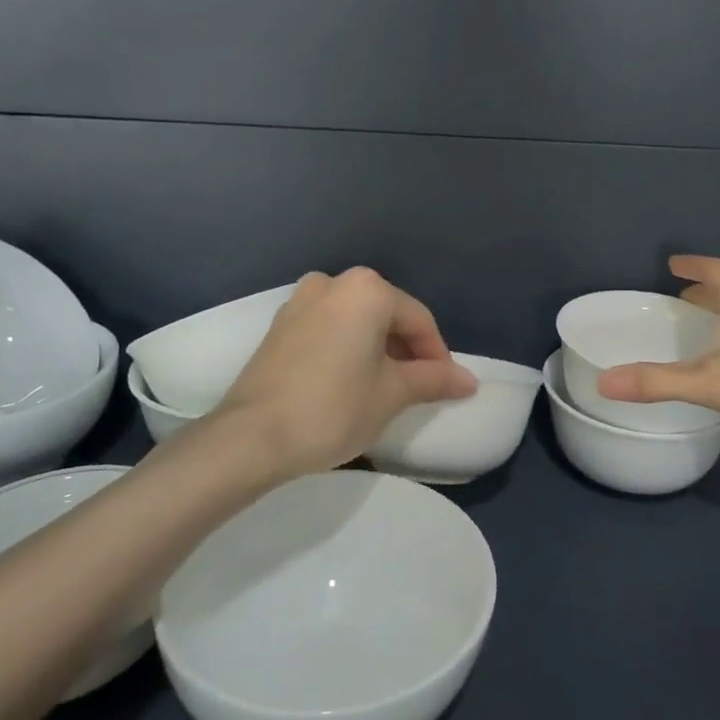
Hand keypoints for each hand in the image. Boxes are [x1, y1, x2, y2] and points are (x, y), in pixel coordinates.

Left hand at [213, 267, 475, 481]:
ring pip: (356, 321)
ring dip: (376, 350)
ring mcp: (301, 301)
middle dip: (406, 350)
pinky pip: (328, 328)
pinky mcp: (279, 325)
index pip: (418, 320)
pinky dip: (347, 348)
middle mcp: (334, 283)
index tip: (445, 388)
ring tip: (384, 388)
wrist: (250, 437)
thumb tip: (469, 381)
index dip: (437, 355)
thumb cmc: (333, 408)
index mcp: (367, 289)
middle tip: (417, 390)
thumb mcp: (392, 394)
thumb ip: (433, 380)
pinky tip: (349, 382)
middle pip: (386, 315)